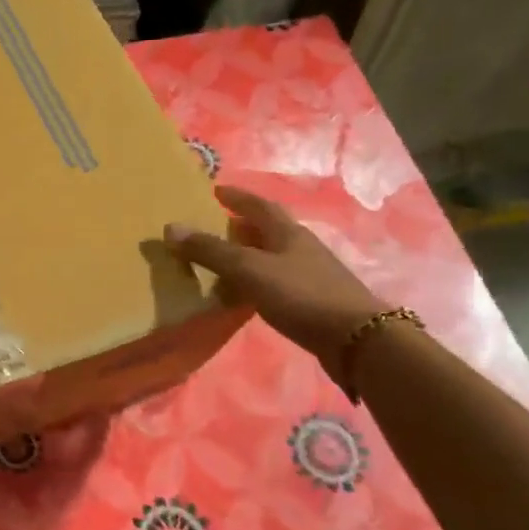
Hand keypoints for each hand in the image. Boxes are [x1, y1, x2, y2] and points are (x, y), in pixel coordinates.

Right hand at [165, 185, 388, 383]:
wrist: (357, 339)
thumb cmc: (301, 295)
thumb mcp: (249, 269)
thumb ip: (210, 251)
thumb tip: (171, 227)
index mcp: (287, 232)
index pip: (259, 205)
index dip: (237, 197)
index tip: (216, 190)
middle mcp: (301, 247)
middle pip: (268, 229)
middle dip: (242, 224)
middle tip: (215, 225)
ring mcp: (310, 274)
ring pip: (273, 255)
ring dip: (249, 253)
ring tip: (224, 260)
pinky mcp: (312, 300)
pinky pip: (277, 280)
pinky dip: (257, 279)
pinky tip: (246, 292)